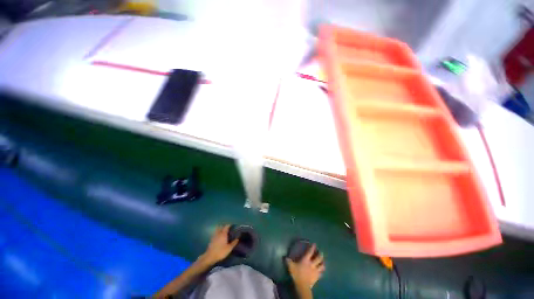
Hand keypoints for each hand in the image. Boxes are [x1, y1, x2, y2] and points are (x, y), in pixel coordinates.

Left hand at [201, 225, 238, 264]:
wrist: (210, 257)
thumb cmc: (221, 252)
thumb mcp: (229, 248)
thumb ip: (234, 243)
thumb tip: (238, 238)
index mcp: (223, 234)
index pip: (226, 226)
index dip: (229, 225)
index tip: (232, 225)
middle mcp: (218, 233)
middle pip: (221, 226)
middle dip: (224, 226)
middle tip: (227, 228)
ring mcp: (214, 236)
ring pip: (217, 229)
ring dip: (220, 228)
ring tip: (223, 231)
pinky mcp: (211, 240)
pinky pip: (215, 233)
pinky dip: (217, 233)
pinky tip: (219, 236)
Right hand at [286, 244, 324, 289]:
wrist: (303, 286)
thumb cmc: (297, 274)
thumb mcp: (291, 267)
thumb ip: (288, 261)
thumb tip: (285, 257)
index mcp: (306, 260)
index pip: (310, 252)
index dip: (312, 247)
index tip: (314, 244)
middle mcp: (312, 264)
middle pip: (318, 258)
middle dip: (320, 254)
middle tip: (321, 252)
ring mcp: (315, 270)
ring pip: (321, 265)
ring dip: (322, 262)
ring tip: (323, 261)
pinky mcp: (317, 276)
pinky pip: (321, 273)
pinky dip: (322, 271)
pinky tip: (322, 270)